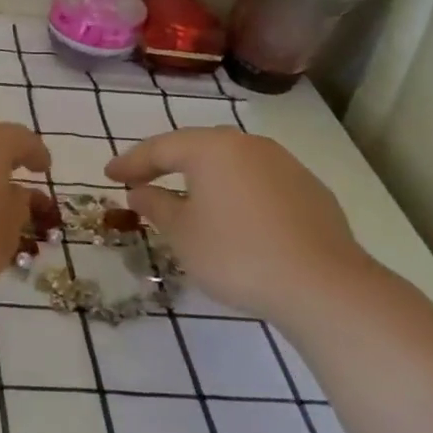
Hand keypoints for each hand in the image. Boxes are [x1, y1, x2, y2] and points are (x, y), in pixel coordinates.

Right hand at [105, 128, 386, 327]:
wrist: (324, 287)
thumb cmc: (237, 255)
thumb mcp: (182, 234)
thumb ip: (156, 206)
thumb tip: (140, 191)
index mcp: (212, 148)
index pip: (160, 148)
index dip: (131, 162)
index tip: (109, 175)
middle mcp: (248, 145)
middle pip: (197, 147)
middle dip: (167, 162)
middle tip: (143, 178)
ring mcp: (284, 164)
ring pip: (231, 162)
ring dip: (204, 176)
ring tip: (186, 196)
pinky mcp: (310, 190)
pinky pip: (259, 181)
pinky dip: (236, 191)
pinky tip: (233, 214)